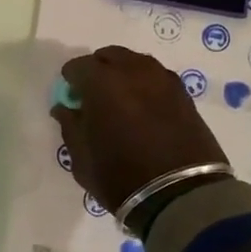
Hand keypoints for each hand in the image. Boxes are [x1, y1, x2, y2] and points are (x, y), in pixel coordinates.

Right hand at [52, 46, 226, 210]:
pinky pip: (157, 78)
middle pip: (109, 56)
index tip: (70, 96)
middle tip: (94, 94)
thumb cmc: (121, 177)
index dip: (70, 80)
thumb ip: (70, 126)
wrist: (181, 195)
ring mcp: (163, 80)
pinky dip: (146, 85)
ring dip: (124, 73)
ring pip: (136, 63)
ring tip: (121, 98)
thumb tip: (65, 108)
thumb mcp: (81, 158)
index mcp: (102, 82)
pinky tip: (144, 106)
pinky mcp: (184, 94)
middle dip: (98, 70)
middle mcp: (133, 71)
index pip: (78, 66)